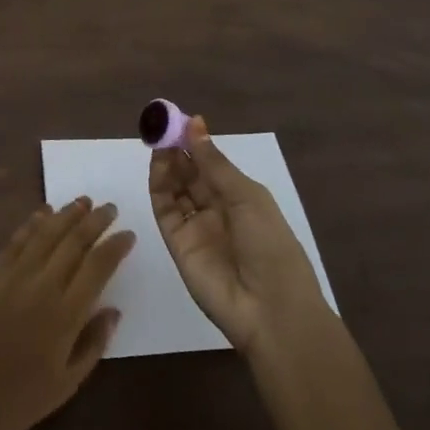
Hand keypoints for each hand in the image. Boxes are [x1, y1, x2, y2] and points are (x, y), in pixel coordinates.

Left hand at [0, 198, 134, 429]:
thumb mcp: (67, 384)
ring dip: (67, 214)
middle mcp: (42, 285)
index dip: (116, 246)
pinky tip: (44, 213)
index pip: (99, 266)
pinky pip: (16, 240)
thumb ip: (94, 343)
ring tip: (83, 201)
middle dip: (96, 221)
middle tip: (110, 208)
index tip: (128, 234)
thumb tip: (113, 310)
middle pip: (74, 241)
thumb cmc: (18, 400)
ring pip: (46, 232)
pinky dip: (33, 222)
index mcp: (66, 314)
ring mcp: (13, 275)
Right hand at [150, 115, 329, 354]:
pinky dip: (159, 186)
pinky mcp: (177, 243)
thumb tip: (195, 123)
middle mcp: (217, 210)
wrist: (270, 309)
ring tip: (159, 140)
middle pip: (191, 175)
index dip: (196, 143)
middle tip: (162, 126)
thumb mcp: (247, 197)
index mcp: (241, 198)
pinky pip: (165, 210)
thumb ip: (214, 163)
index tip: (180, 120)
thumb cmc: (270, 245)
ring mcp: (196, 227)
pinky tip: (158, 165)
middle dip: (178, 150)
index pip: (212, 165)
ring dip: (167, 164)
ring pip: (175, 189)